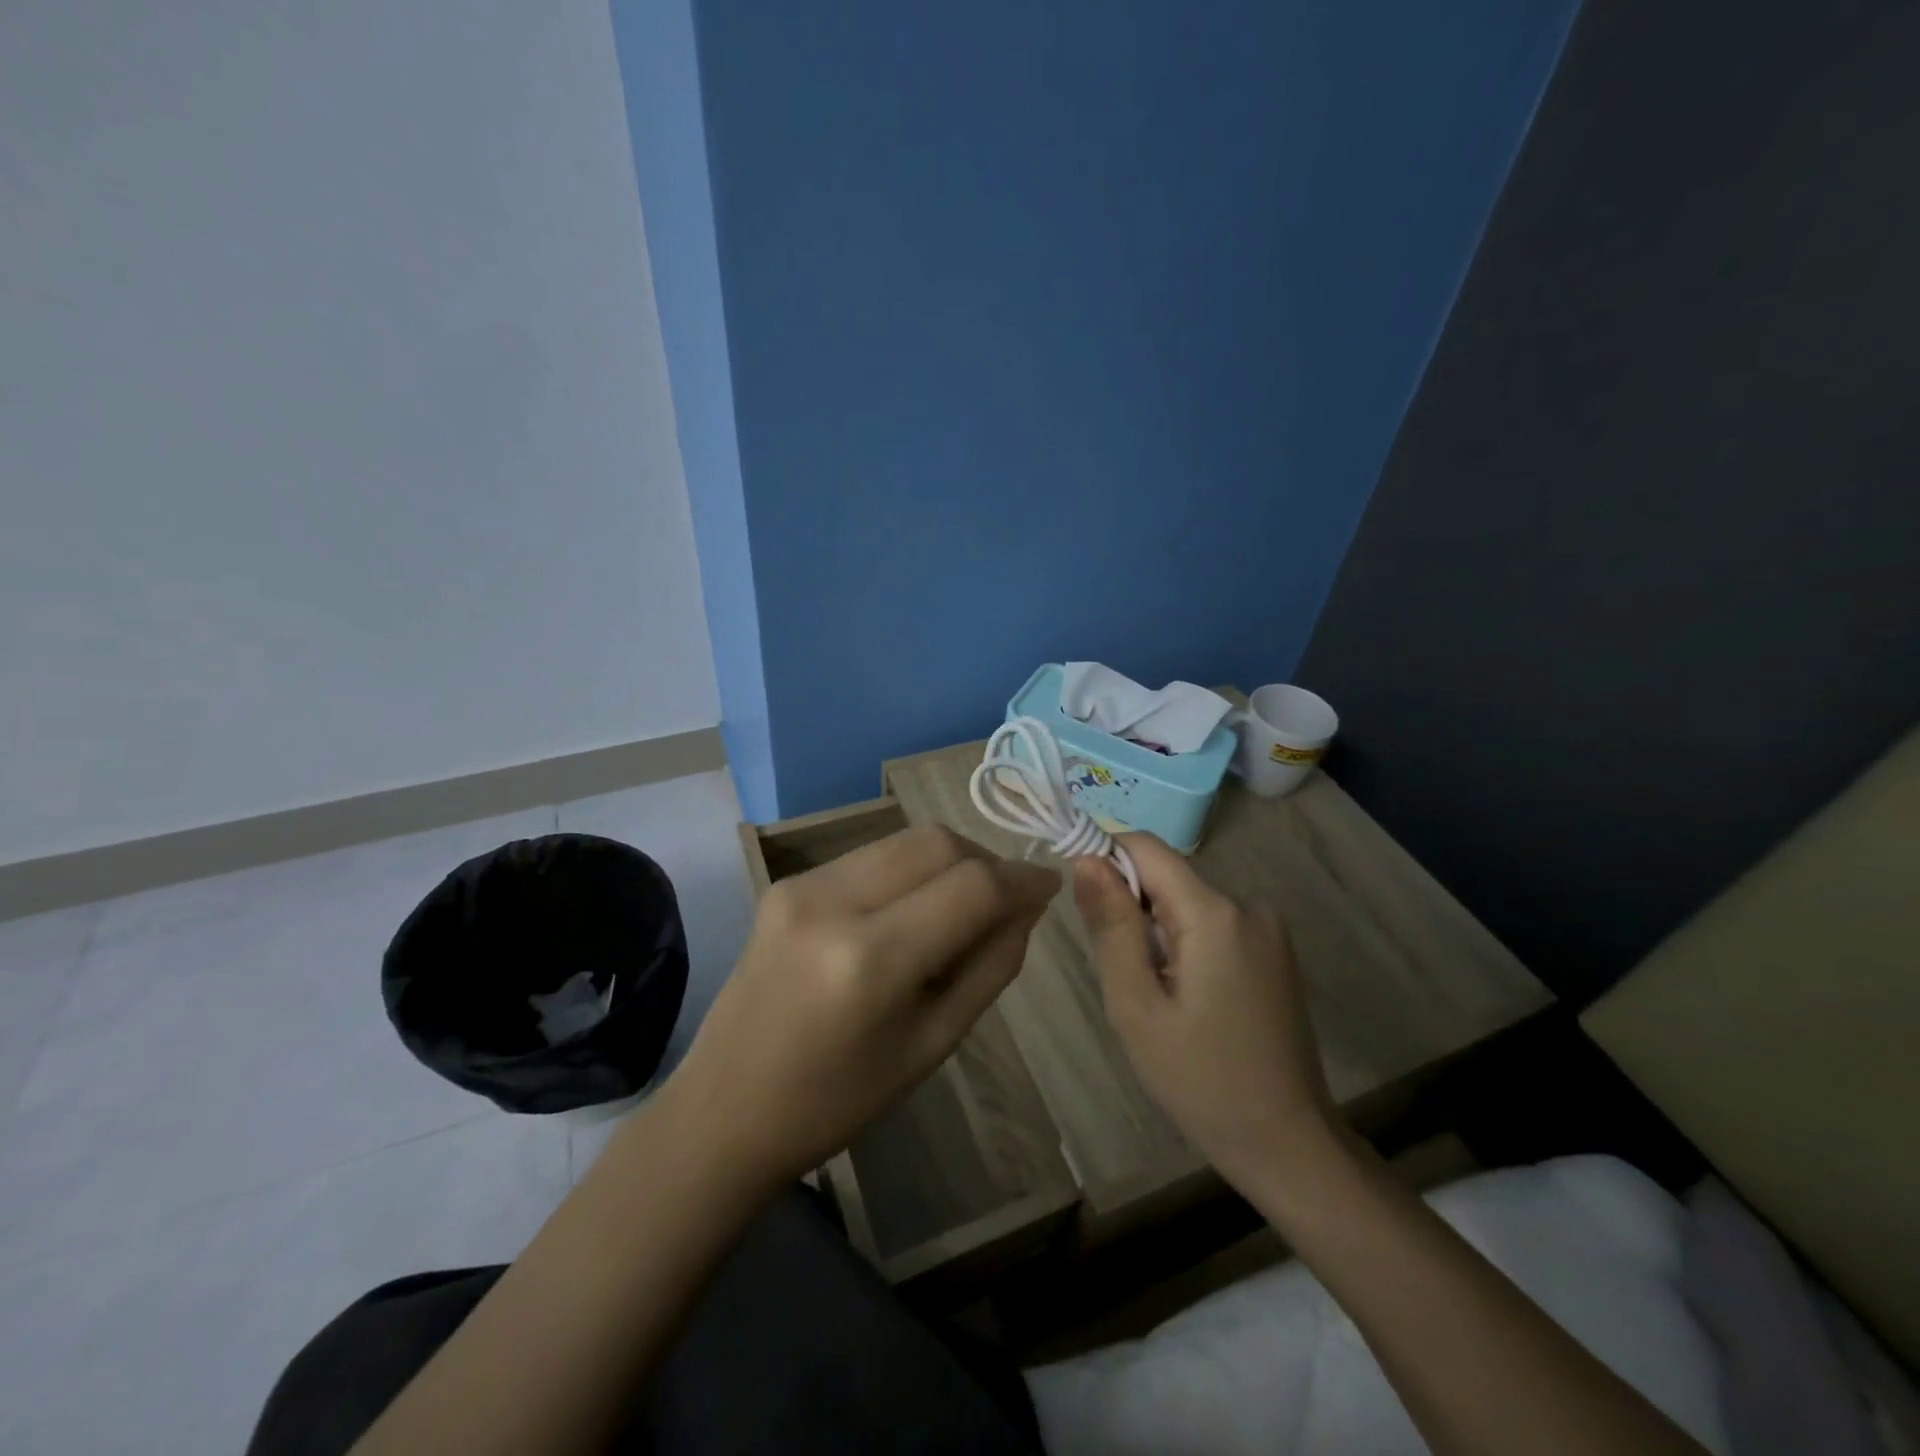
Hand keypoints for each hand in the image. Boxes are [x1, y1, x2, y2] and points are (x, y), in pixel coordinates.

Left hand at [668, 826, 1058, 1188]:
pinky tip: (909, 910)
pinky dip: (907, 871)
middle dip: (984, 860)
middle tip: (1005, 899)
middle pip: (936, 842)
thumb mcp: (934, 1044)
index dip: (1022, 879)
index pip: (972, 887)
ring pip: (904, 840)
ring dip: (947, 860)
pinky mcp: (786, 882)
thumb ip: (991, 965)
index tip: (1050, 885)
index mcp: (872, 960)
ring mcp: (802, 885)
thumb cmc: (839, 1099)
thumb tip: (1027, 904)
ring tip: (961, 904)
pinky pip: (870, 856)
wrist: (726, 1108)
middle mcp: (833, 903)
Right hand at [1073, 832, 1334, 1194]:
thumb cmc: (1199, 1079)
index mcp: (1214, 913)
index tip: (1085, 908)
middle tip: (1126, 978)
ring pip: (1187, 902)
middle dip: (1132, 911)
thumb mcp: (1135, 1004)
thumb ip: (1111, 924)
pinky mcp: (1274, 951)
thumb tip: (1086, 859)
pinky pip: (1213, 924)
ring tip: (1159, 998)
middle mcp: (1247, 905)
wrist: (1287, 1144)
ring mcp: (1268, 929)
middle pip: (1167, 877)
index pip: (1145, 846)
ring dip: (1158, 933)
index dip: (1105, 860)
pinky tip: (1190, 1001)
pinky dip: (1186, 946)